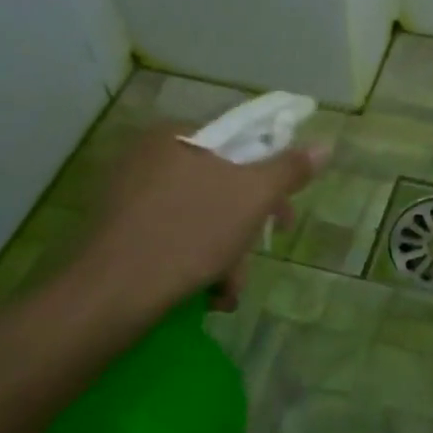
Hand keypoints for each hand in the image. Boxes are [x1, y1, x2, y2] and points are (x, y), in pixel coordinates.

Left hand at [65, 130, 328, 328]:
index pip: (238, 145)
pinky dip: (193, 262)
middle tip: (256, 256)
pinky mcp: (114, 235)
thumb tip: (325, 145)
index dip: (270, 179)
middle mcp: (146, 158)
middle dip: (244, 229)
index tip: (282, 215)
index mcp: (176, 135)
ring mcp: (126, 197)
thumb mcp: (252, 196)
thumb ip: (289, 169)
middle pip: (219, 186)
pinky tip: (204, 294)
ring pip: (198, 218)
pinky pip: (170, 237)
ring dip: (224, 255)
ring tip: (227, 290)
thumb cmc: (187, 232)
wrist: (107, 297)